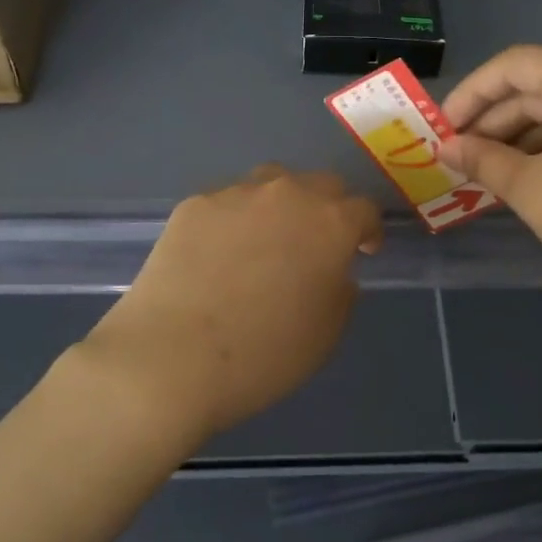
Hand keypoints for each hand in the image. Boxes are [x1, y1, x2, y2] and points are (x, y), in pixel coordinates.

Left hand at [83, 166, 382, 440]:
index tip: (363, 252)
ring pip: (272, 182)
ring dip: (282, 204)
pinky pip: (228, 201)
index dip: (368, 231)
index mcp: (331, 224)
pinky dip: (236, 218)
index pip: (364, 210)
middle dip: (329, 209)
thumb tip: (331, 270)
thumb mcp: (327, 333)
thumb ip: (340, 290)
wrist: (173, 358)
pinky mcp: (193, 205)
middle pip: (321, 184)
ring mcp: (236, 194)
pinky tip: (221, 252)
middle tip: (318, 243)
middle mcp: (288, 195)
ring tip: (269, 238)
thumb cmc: (264, 354)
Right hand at [439, 46, 541, 317]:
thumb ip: (483, 160)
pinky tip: (529, 177)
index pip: (512, 65)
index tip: (442, 130)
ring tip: (488, 173)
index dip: (470, 94)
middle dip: (493, 120)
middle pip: (539, 85)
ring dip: (521, 136)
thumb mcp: (531, 189)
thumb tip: (447, 148)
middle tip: (460, 158)